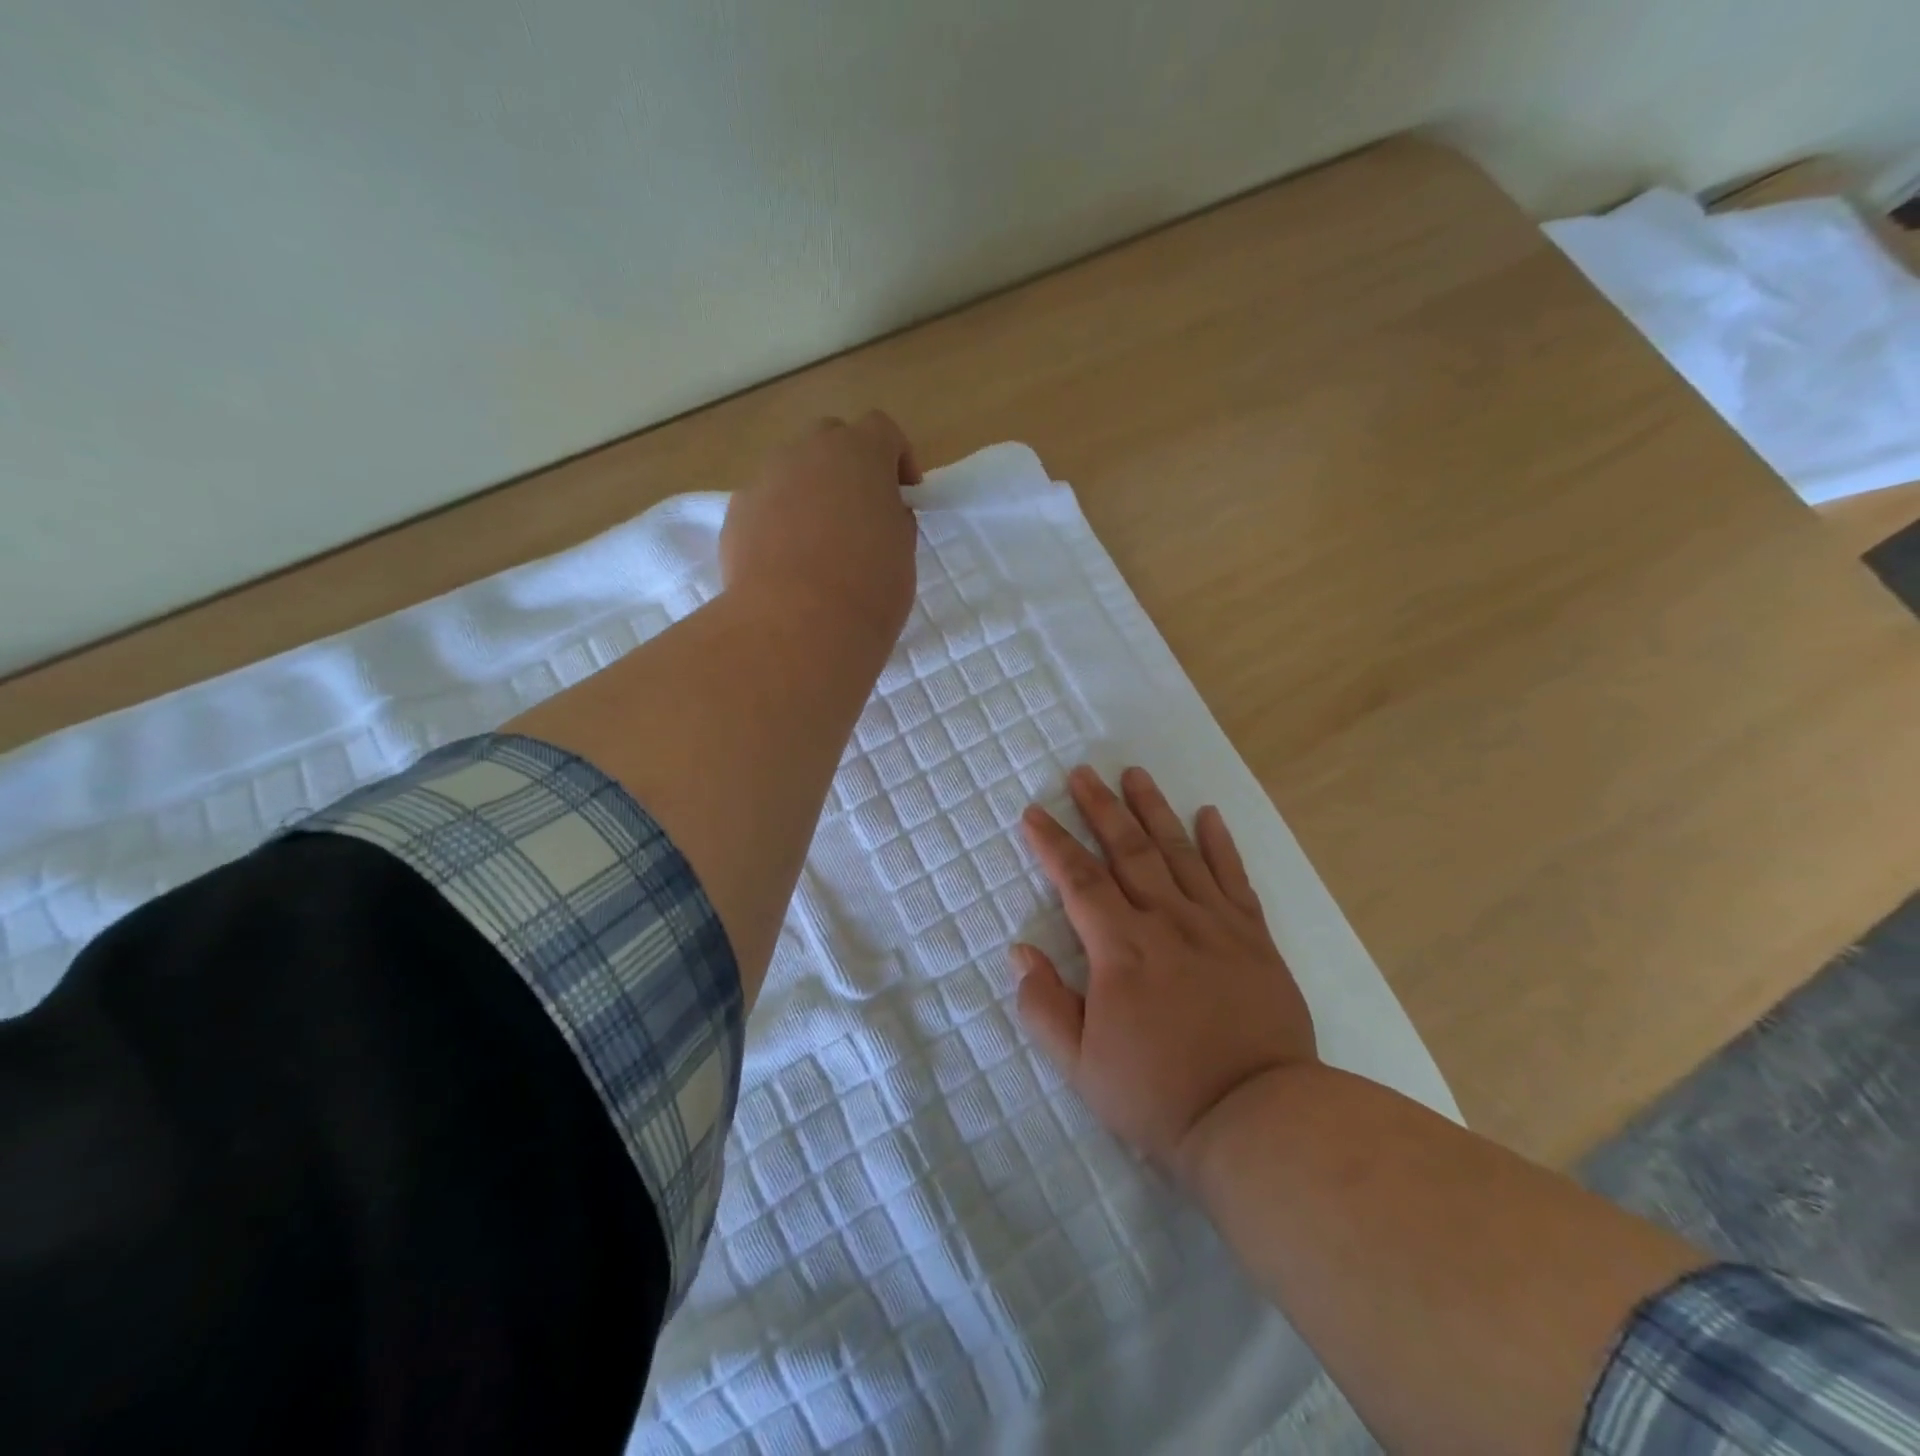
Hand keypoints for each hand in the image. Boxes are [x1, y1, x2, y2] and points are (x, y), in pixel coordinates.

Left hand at [720, 411, 921, 649]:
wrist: (796, 625)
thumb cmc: (867, 588)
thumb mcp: (902, 552)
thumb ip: (893, 519)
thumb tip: (880, 513)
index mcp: (858, 453)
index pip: (882, 430)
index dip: (897, 457)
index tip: (905, 493)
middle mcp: (807, 452)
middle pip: (830, 439)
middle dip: (848, 466)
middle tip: (861, 512)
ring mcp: (765, 480)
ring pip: (792, 471)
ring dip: (811, 493)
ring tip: (821, 543)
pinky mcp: (737, 514)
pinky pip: (766, 505)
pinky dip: (780, 522)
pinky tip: (789, 565)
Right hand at [1014, 765, 1317, 1178]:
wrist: (1258, 1119)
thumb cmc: (1159, 1095)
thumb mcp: (1081, 1067)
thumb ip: (1044, 1006)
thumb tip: (1021, 952)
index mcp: (1122, 950)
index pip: (1079, 881)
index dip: (1053, 843)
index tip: (1034, 812)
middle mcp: (1167, 922)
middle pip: (1128, 850)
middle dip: (1101, 808)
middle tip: (1083, 772)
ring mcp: (1215, 925)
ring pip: (1178, 852)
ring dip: (1153, 810)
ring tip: (1135, 774)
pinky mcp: (1254, 937)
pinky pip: (1234, 878)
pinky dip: (1220, 843)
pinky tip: (1208, 814)